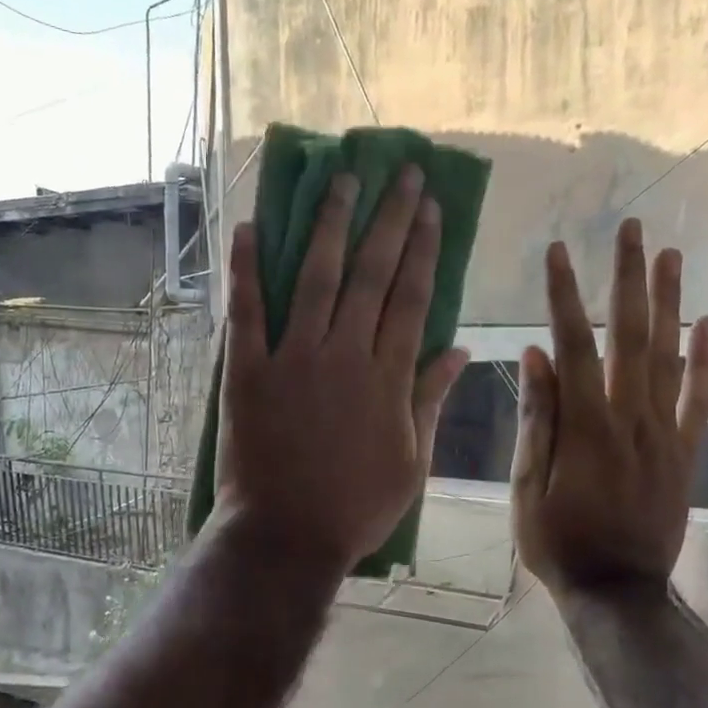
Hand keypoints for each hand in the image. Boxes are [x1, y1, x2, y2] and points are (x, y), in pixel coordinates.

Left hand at [215, 167, 468, 576]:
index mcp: (388, 377)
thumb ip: (431, 400)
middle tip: (399, 173)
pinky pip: (247, 311)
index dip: (422, 248)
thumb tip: (462, 351)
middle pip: (371, 274)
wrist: (287, 535)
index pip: (411, 298)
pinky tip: (248, 227)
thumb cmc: (355, 507)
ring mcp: (293, 359)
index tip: (429, 207)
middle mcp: (344, 354)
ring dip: (330, 225)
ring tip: (341, 180)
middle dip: (388, 219)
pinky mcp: (247, 371)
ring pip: (317, 278)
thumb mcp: (412, 461)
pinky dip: (246, 268)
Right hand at [511, 219, 707, 595]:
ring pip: (669, 356)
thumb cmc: (558, 542)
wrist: (617, 590)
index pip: (573, 346)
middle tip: (631, 230)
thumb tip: (536, 356)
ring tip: (669, 255)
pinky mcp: (683, 452)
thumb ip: (537, 420)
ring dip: (668, 302)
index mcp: (585, 426)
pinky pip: (700, 398)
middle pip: (630, 336)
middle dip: (627, 279)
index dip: (564, 296)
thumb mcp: (527, 487)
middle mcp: (630, 417)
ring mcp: (663, 433)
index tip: (558, 251)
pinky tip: (707, 323)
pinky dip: (706, 359)